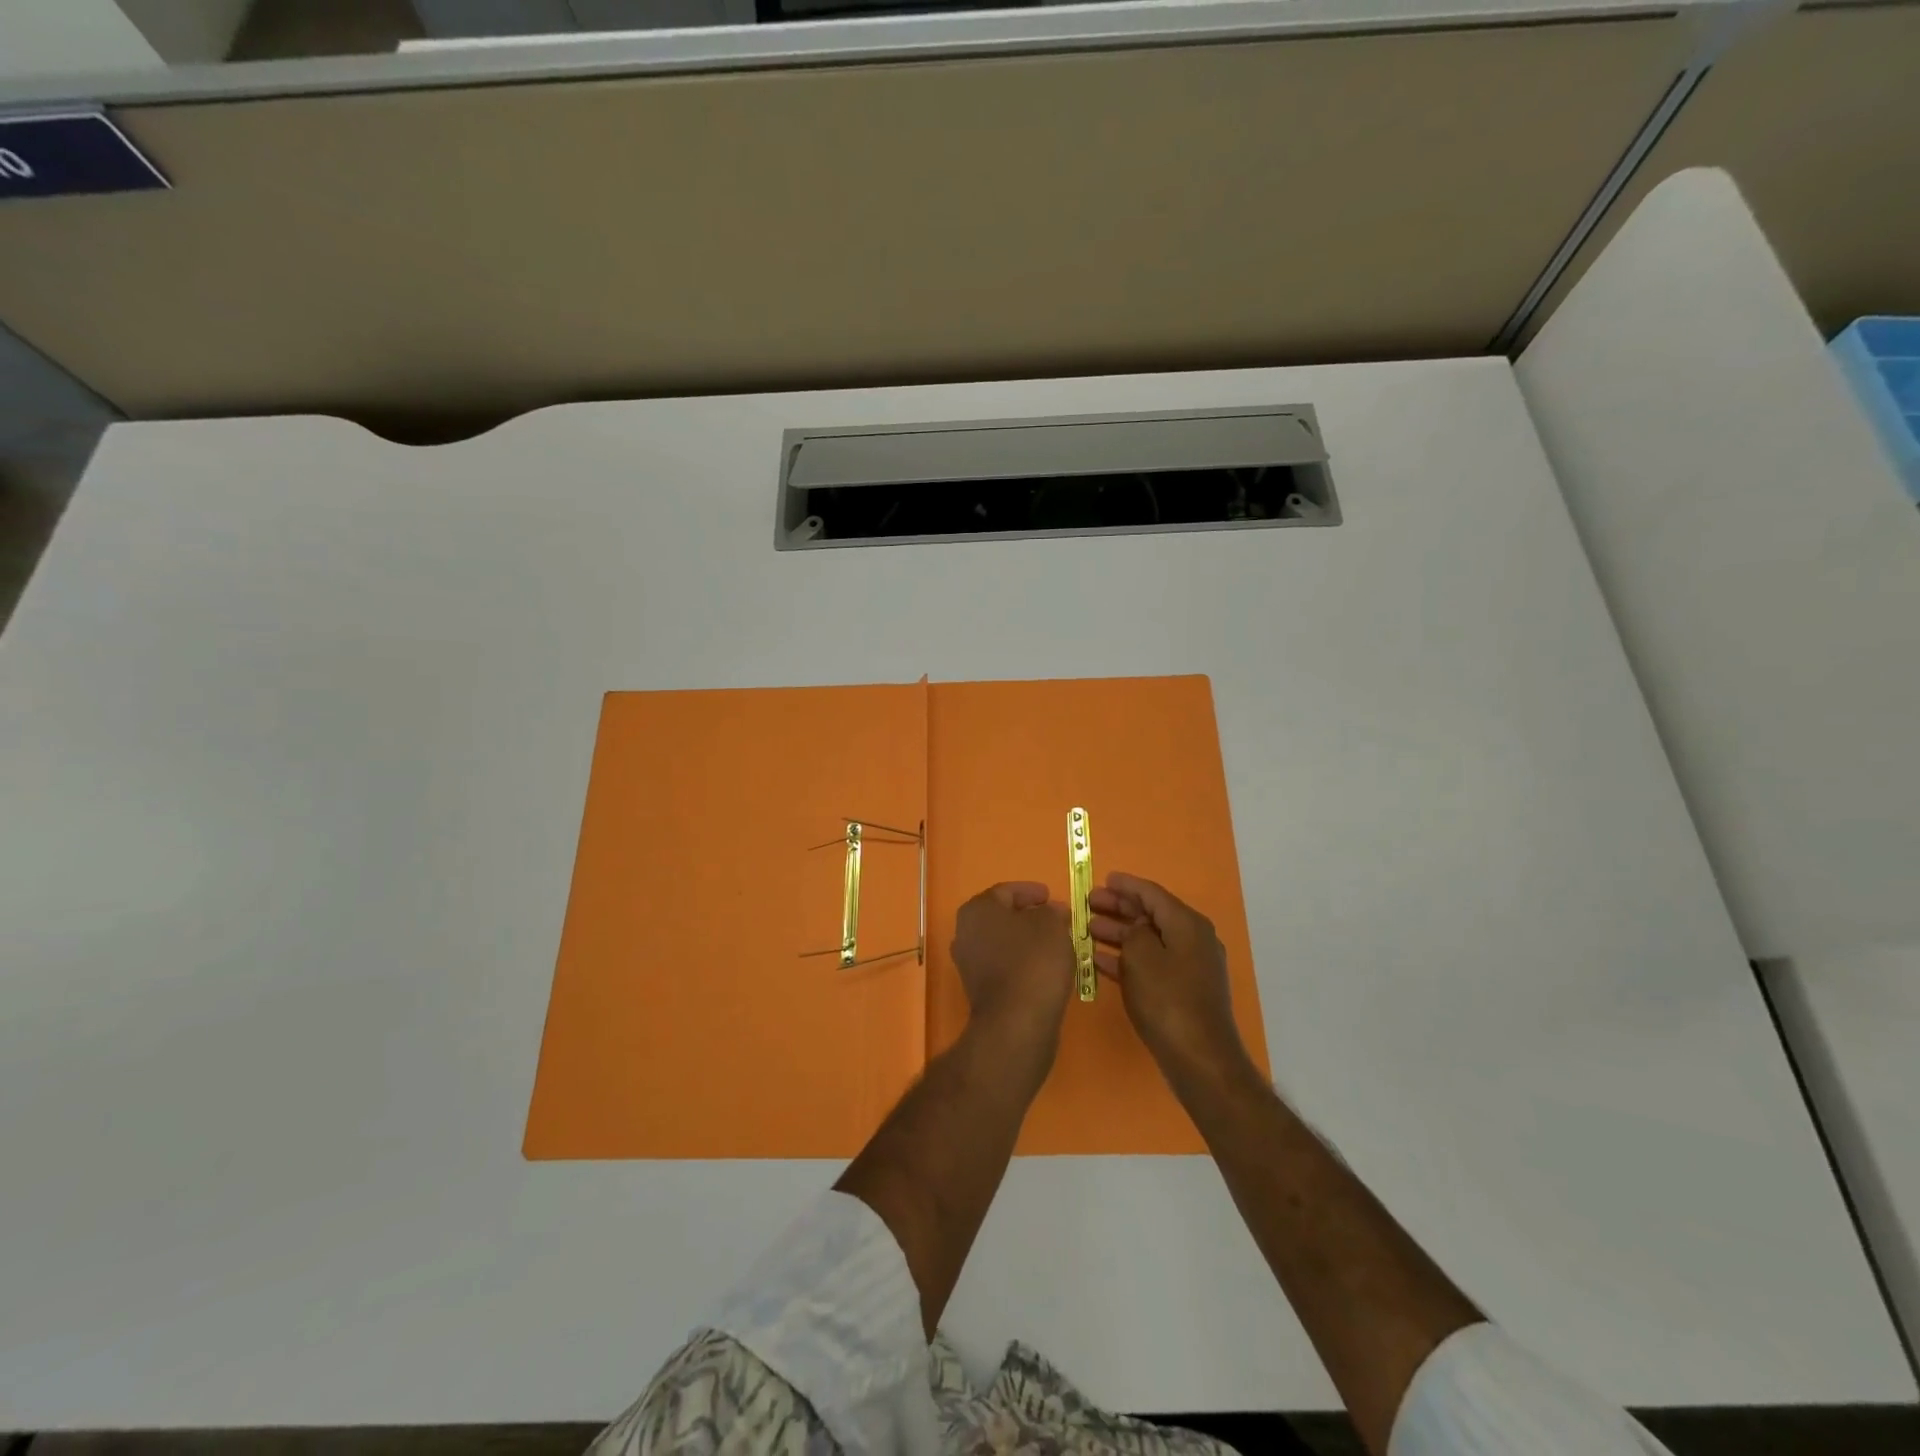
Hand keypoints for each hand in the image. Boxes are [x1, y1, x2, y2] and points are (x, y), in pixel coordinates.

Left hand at [950, 882, 1075, 1072]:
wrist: (1016, 1023)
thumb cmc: (1033, 962)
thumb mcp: (1052, 925)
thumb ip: (1052, 912)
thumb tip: (1052, 911)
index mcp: (977, 910)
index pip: (1006, 891)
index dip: (1030, 892)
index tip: (1051, 896)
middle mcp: (965, 933)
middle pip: (1001, 917)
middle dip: (1028, 916)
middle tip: (1055, 919)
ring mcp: (969, 964)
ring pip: (1002, 942)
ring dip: (1026, 941)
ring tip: (1055, 943)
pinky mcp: (979, 990)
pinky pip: (1003, 966)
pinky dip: (1022, 962)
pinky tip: (1044, 968)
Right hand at [1088, 872, 1251, 1082]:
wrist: (1200, 1059)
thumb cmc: (1168, 1001)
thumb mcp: (1142, 957)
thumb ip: (1133, 933)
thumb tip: (1135, 929)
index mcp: (1187, 924)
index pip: (1152, 893)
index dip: (1126, 885)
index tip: (1103, 879)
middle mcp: (1192, 940)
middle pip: (1150, 915)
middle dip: (1119, 908)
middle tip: (1089, 903)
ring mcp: (1188, 967)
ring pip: (1148, 940)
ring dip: (1118, 933)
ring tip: (1087, 929)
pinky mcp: (1181, 991)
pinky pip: (1150, 963)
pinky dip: (1126, 959)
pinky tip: (1099, 960)